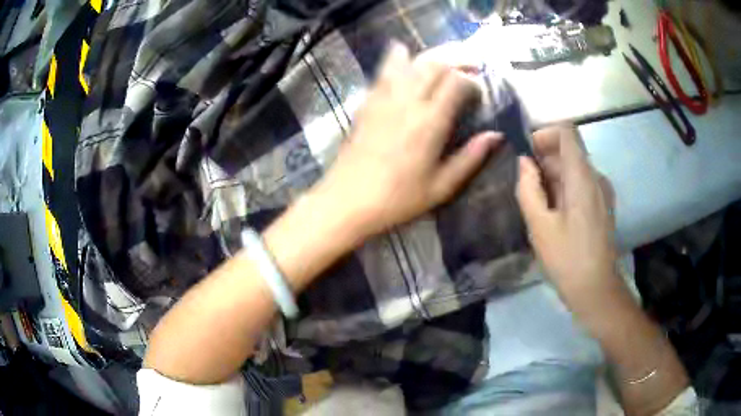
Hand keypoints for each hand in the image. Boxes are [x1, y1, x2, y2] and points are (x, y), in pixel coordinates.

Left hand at [313, 41, 501, 238]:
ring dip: (431, 56)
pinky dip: (397, 57)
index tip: (479, 92)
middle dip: (456, 61)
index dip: (472, 82)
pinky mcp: (367, 101)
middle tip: (469, 68)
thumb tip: (496, 135)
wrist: (347, 200)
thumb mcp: (442, 186)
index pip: (456, 83)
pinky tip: (403, 53)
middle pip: (435, 64)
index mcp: (430, 122)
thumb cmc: (398, 199)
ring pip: (410, 61)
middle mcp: (408, 101)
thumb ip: (471, 158)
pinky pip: (384, 69)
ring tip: (444, 60)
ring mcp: (384, 98)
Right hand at [516, 126, 617, 299]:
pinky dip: (565, 189)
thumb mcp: (539, 225)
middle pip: (569, 151)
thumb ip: (528, 188)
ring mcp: (602, 191)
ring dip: (553, 177)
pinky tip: (554, 214)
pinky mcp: (603, 205)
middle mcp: (596, 177)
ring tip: (537, 204)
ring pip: (575, 169)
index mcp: (582, 177)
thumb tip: (524, 163)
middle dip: (544, 160)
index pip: (567, 132)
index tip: (527, 153)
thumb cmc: (567, 258)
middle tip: (526, 186)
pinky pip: (582, 184)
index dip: (544, 134)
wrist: (596, 289)